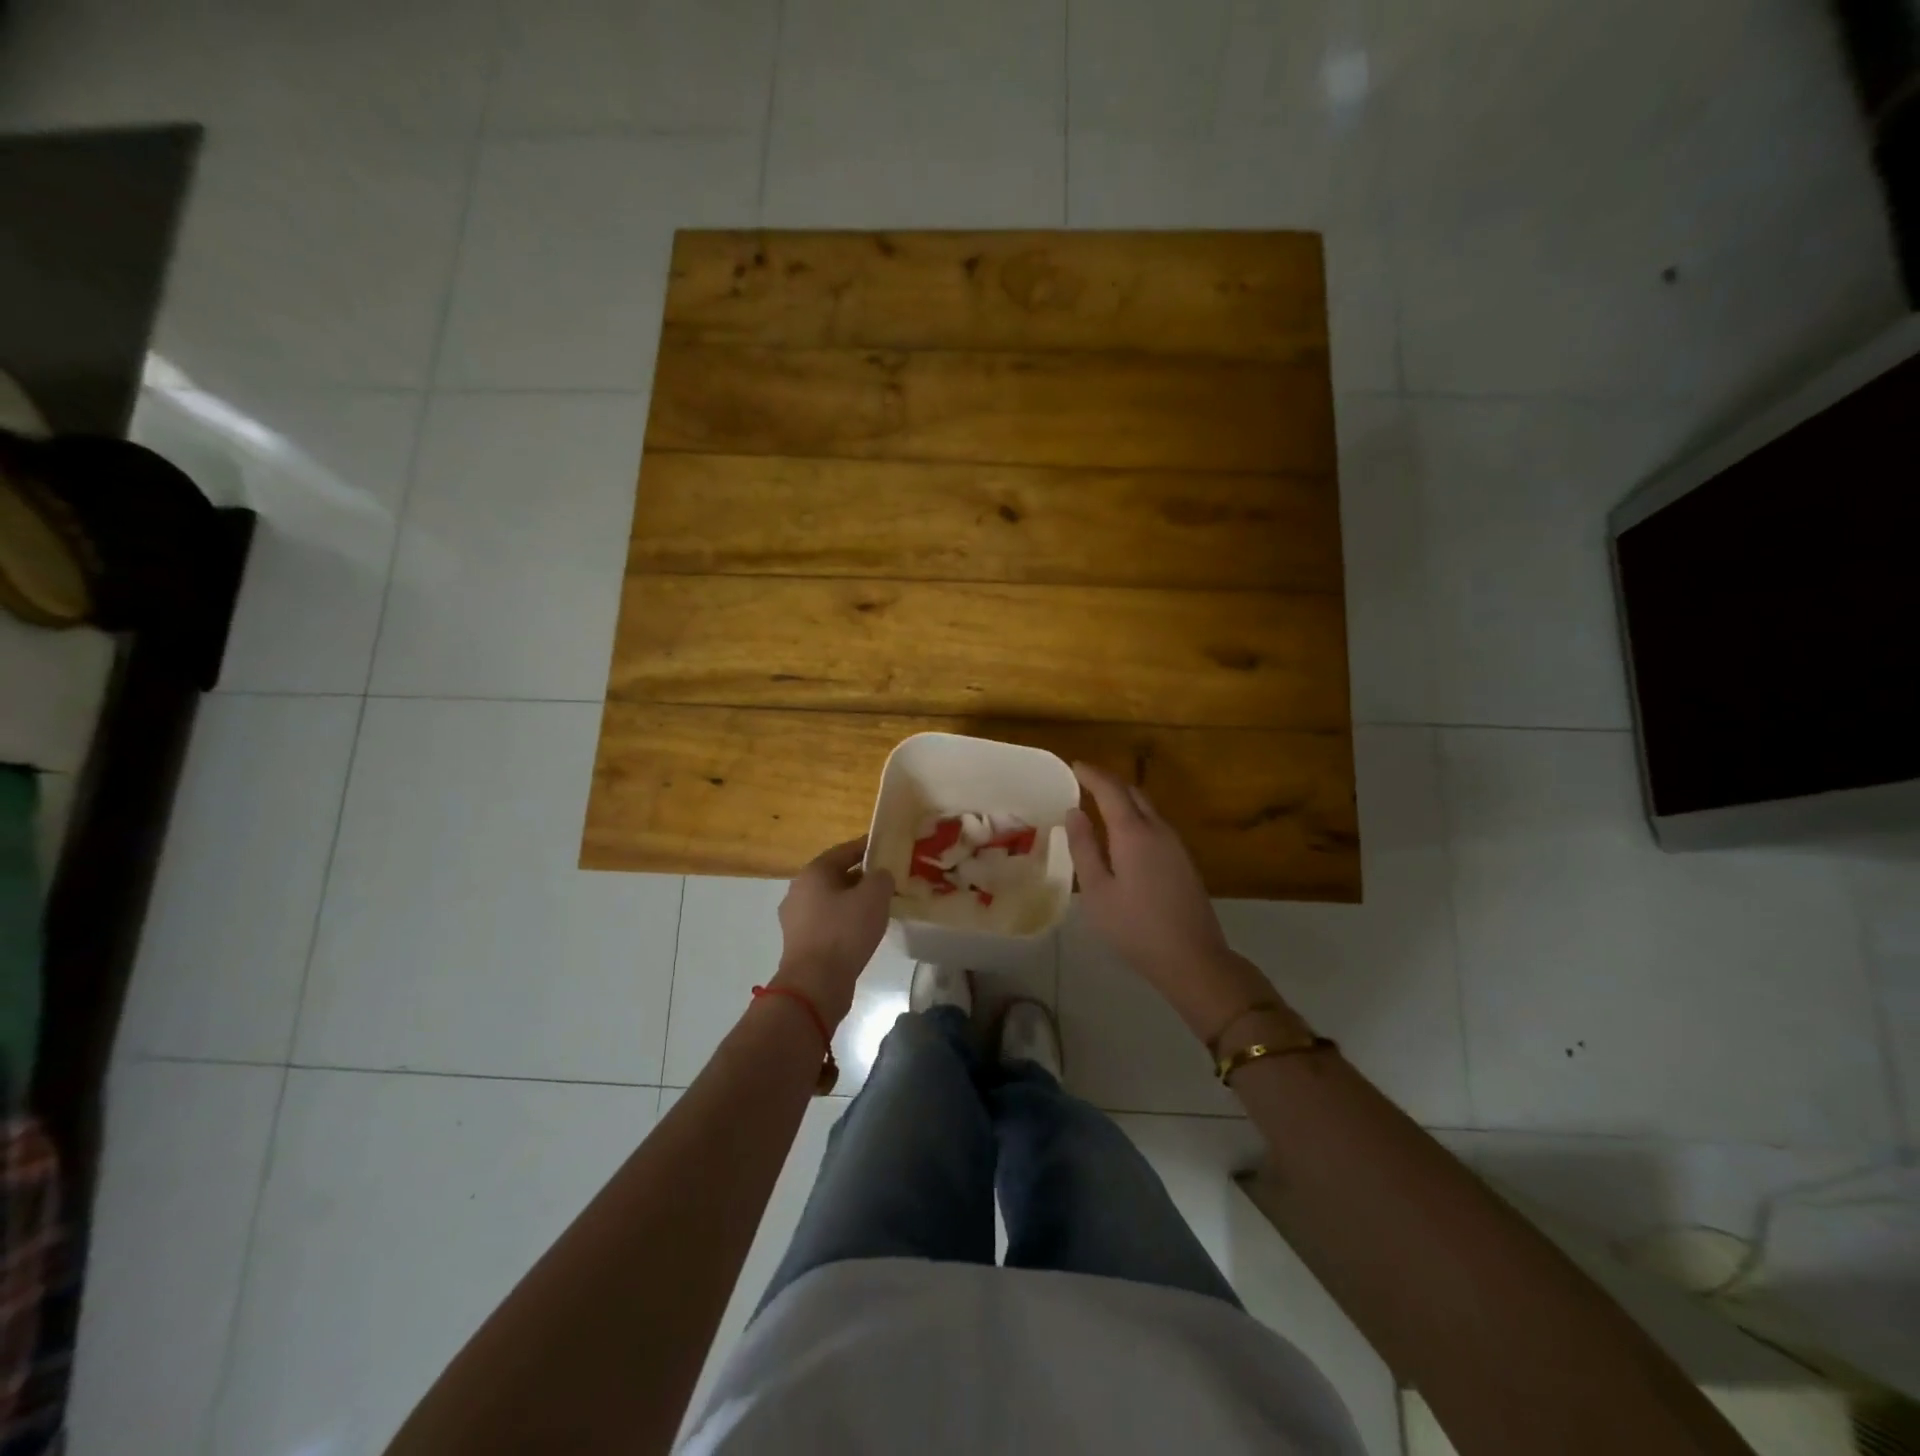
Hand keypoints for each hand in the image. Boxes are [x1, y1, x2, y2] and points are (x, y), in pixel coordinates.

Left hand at [772, 837, 895, 1025]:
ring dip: (854, 900)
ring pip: (832, 900)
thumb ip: (882, 877)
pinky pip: (827, 921)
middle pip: (836, 875)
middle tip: (888, 880)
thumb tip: (880, 876)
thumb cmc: (844, 932)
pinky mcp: (800, 941)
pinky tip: (863, 930)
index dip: (868, 847)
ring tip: (879, 906)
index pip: (845, 850)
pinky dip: (845, 920)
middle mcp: (799, 890)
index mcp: (814, 872)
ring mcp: (796, 918)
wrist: (815, 983)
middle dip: (862, 876)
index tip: (888, 848)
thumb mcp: (874, 897)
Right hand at [1064, 763, 1277, 1039]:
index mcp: (1133, 833)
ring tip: (1099, 804)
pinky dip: (1135, 816)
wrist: (1193, 958)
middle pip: (1133, 792)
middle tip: (1084, 782)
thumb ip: (1083, 848)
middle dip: (1108, 782)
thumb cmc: (1135, 927)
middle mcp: (1157, 829)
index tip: (1074, 765)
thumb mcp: (1097, 891)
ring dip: (1124, 798)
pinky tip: (1123, 834)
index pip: (1110, 789)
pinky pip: (1155, 824)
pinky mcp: (1183, 860)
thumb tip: (1075, 812)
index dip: (1091, 774)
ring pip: (1147, 807)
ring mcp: (1175, 844)